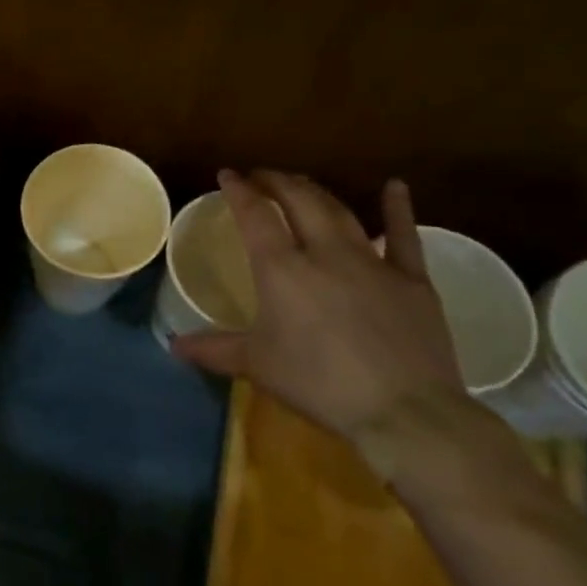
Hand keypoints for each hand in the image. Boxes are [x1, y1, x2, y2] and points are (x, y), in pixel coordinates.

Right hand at [173, 170, 468, 443]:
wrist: (404, 410)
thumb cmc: (319, 384)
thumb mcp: (257, 366)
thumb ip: (214, 350)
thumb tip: (174, 346)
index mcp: (281, 269)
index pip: (254, 216)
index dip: (239, 191)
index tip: (227, 175)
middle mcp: (324, 252)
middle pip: (299, 201)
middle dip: (277, 182)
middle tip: (262, 177)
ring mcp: (372, 261)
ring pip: (340, 212)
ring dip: (316, 192)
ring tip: (301, 184)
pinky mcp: (412, 279)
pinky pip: (403, 235)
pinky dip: (397, 208)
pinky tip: (394, 187)